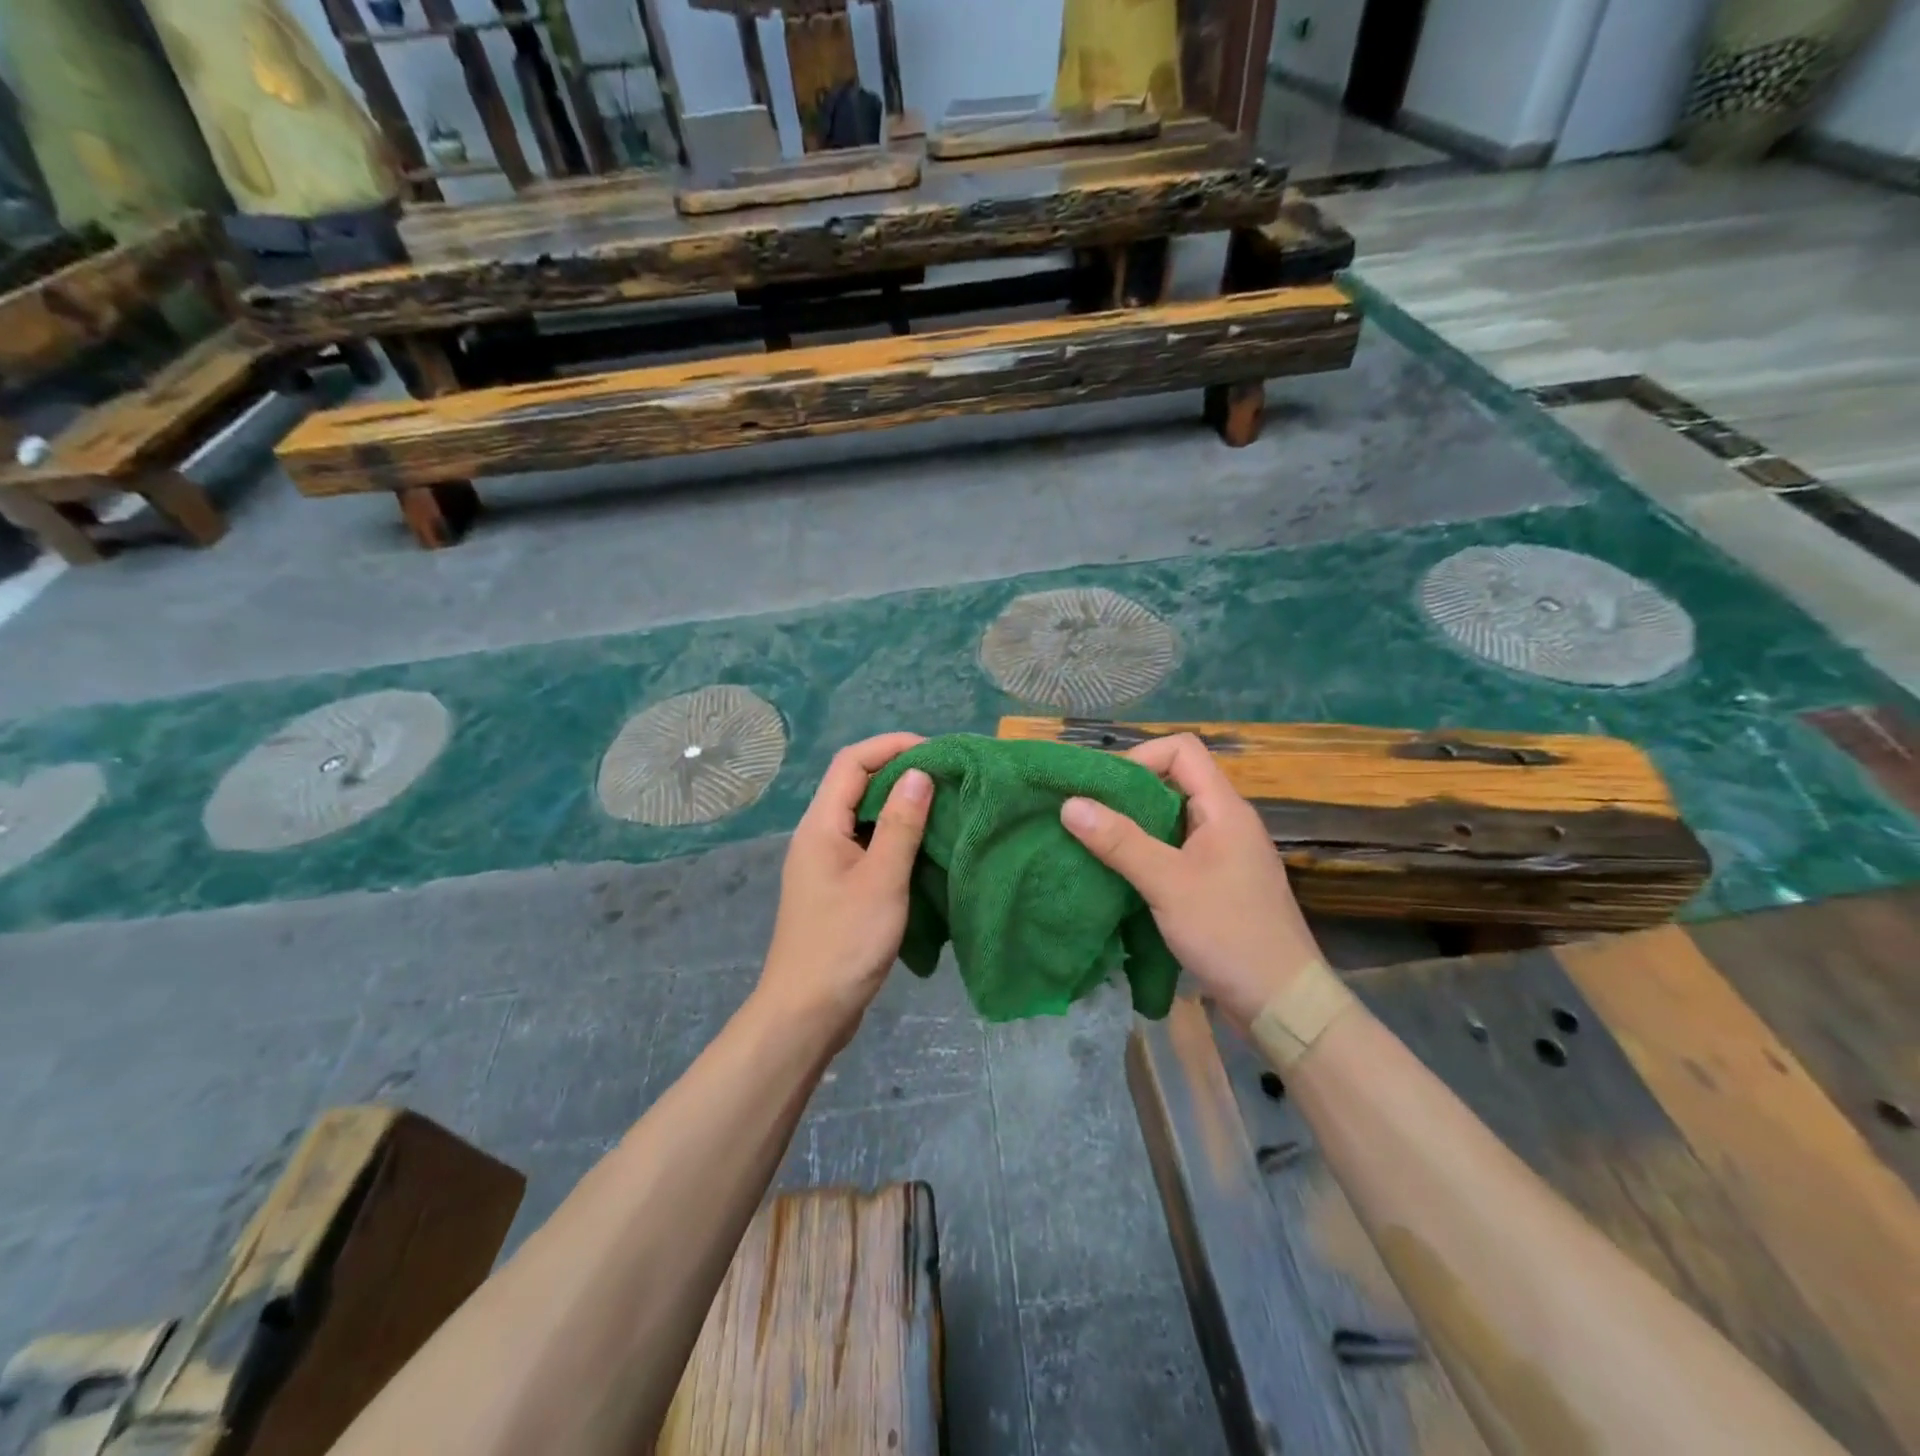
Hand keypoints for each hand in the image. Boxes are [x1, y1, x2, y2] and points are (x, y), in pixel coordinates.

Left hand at [757, 733, 933, 1043]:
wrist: (806, 1014)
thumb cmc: (844, 944)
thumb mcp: (881, 880)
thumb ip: (900, 825)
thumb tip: (919, 773)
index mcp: (820, 826)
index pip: (852, 762)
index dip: (892, 746)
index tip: (937, 752)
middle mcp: (818, 836)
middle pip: (856, 784)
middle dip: (900, 772)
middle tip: (948, 778)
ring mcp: (826, 864)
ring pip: (863, 817)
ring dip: (900, 806)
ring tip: (944, 807)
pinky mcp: (838, 889)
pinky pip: (867, 846)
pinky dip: (895, 838)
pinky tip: (925, 849)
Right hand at [1061, 733, 1321, 1027]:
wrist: (1283, 1002)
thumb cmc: (1229, 933)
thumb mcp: (1167, 884)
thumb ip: (1119, 841)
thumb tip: (1069, 804)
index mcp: (1224, 809)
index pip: (1182, 750)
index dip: (1141, 757)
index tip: (1103, 789)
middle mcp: (1227, 822)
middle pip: (1174, 782)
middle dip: (1128, 794)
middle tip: (1087, 816)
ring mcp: (1224, 854)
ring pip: (1172, 820)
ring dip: (1134, 827)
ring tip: (1095, 844)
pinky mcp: (1218, 884)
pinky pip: (1177, 851)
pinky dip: (1147, 854)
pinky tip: (1121, 875)